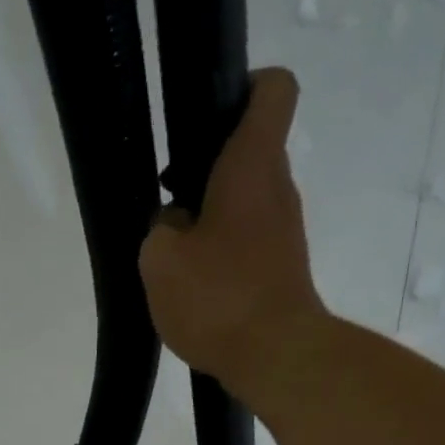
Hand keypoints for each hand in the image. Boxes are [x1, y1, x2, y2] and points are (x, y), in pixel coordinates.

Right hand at [138, 67, 327, 398]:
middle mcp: (278, 188)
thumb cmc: (218, 297)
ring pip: (246, 201)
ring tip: (176, 256)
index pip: (272, 89)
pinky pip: (249, 241)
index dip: (243, 86)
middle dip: (208, 168)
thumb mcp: (160, 260)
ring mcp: (285, 232)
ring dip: (211, 217)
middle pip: (250, 151)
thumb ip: (159, 228)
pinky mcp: (283, 270)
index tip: (206, 116)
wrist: (276, 358)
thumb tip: (174, 224)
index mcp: (252, 165)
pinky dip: (223, 252)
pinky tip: (197, 286)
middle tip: (169, 202)